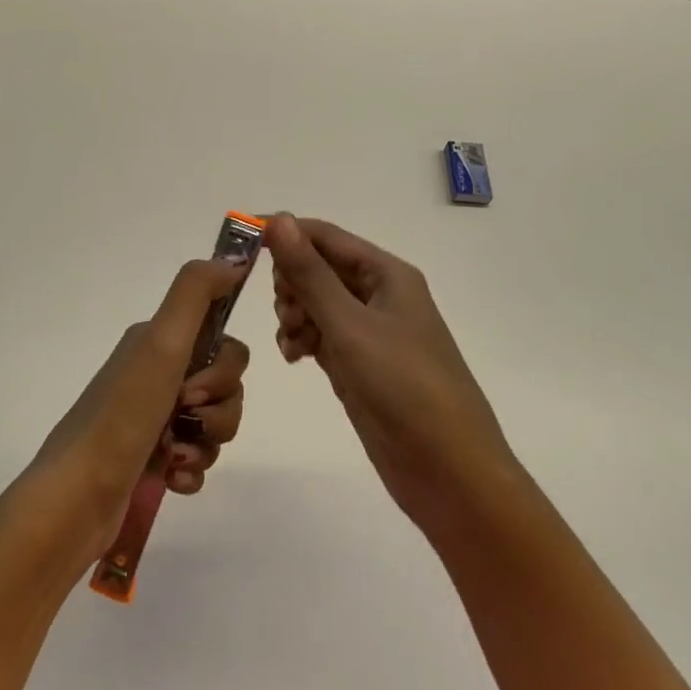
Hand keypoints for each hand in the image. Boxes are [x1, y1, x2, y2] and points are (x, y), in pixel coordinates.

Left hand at [27, 258, 249, 563]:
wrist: (76, 498)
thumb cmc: (122, 415)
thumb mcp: (161, 343)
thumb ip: (196, 292)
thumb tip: (234, 258)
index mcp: (158, 343)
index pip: (223, 343)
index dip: (223, 369)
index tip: (195, 387)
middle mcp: (156, 374)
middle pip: (225, 386)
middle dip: (218, 411)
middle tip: (183, 422)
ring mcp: (154, 419)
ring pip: (215, 424)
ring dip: (204, 444)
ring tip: (172, 458)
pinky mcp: (153, 460)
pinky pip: (198, 459)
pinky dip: (191, 471)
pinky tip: (171, 479)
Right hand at [265, 214, 517, 531]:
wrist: (448, 470)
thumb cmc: (403, 386)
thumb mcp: (350, 325)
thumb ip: (310, 273)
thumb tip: (278, 219)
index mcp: (386, 274)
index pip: (325, 236)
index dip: (285, 233)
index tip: (242, 240)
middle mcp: (378, 295)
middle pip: (319, 267)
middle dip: (292, 282)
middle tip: (287, 312)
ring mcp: (369, 331)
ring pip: (316, 302)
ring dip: (294, 313)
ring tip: (293, 343)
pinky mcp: (359, 364)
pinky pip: (320, 334)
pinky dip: (302, 339)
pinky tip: (294, 357)